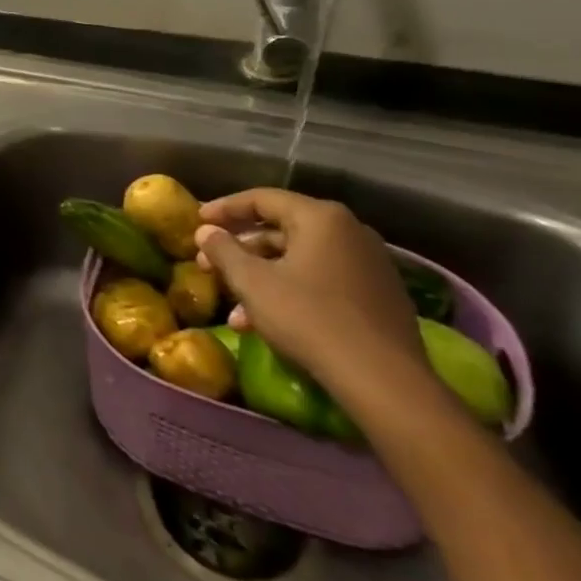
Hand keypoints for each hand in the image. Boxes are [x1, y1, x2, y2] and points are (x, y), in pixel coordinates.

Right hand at [194, 189, 427, 399]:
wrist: (383, 381)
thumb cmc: (309, 318)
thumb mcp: (252, 282)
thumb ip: (224, 250)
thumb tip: (206, 231)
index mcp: (321, 218)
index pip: (261, 199)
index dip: (223, 208)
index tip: (197, 221)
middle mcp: (350, 232)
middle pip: (281, 230)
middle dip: (240, 249)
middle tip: (208, 263)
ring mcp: (369, 266)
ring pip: (299, 260)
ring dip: (261, 277)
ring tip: (233, 305)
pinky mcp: (378, 297)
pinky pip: (322, 281)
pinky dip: (290, 291)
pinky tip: (265, 320)